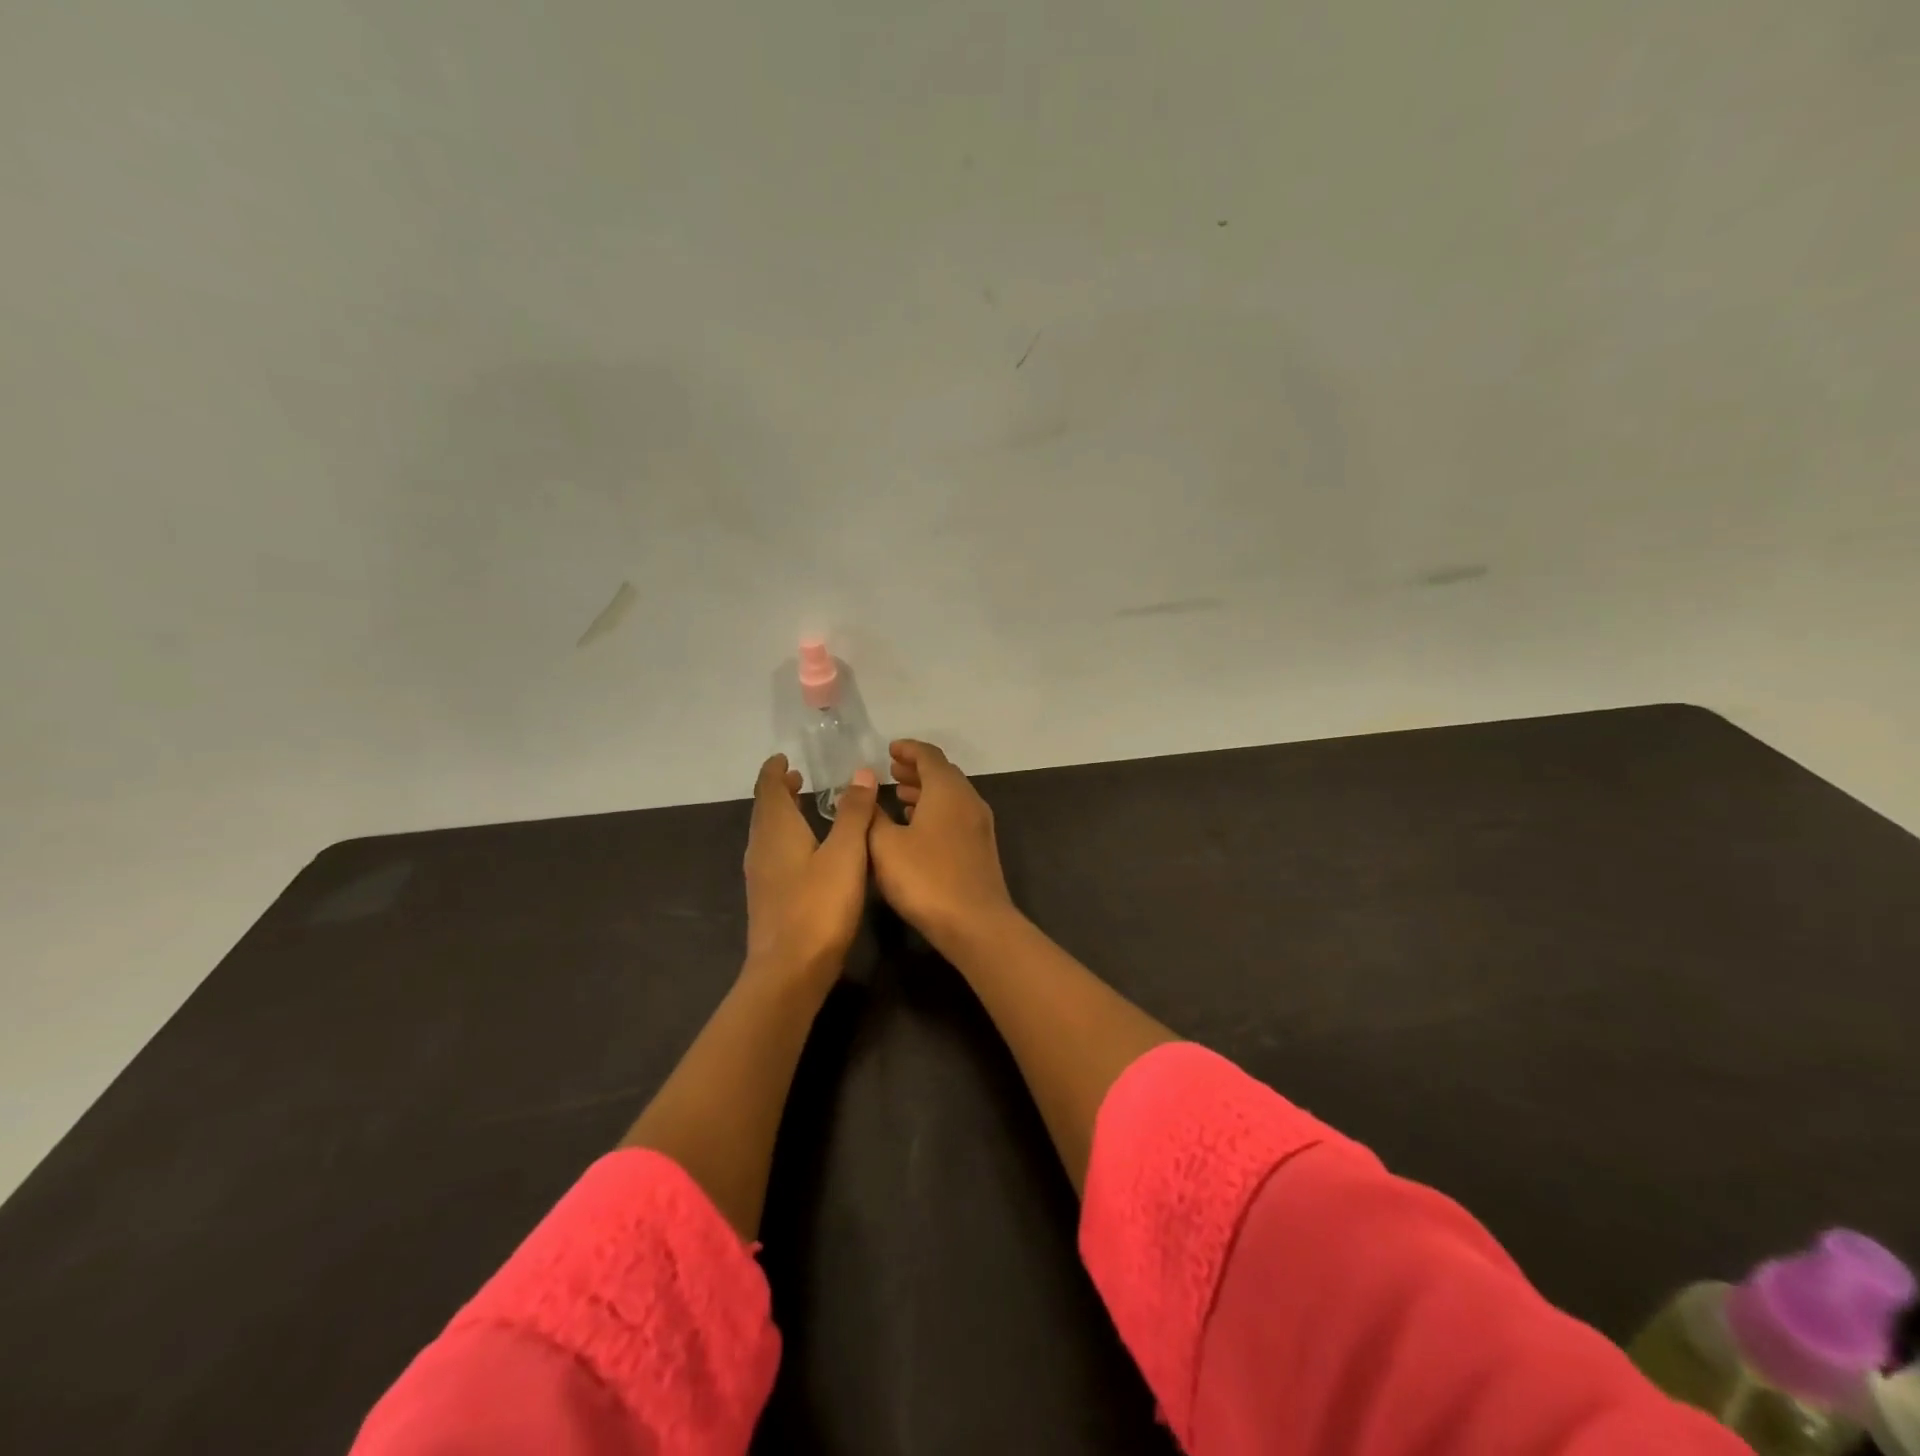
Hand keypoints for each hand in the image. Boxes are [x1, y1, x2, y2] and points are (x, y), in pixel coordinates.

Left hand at [743, 755, 879, 987]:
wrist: (789, 971)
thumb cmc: (819, 906)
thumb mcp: (846, 854)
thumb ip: (853, 813)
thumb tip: (859, 773)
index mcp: (776, 831)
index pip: (768, 789)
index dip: (774, 771)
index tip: (783, 758)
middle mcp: (761, 848)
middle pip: (765, 810)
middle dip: (778, 791)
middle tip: (797, 777)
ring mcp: (761, 876)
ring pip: (768, 834)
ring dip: (782, 815)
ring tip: (803, 807)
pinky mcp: (768, 898)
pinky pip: (773, 855)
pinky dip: (786, 839)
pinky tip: (807, 852)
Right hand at [867, 740, 1018, 954]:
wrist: (976, 924)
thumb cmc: (926, 878)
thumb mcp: (885, 846)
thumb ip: (871, 815)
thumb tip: (861, 790)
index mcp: (947, 790)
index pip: (929, 755)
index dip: (907, 749)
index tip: (889, 750)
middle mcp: (968, 800)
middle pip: (943, 774)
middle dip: (916, 770)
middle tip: (891, 772)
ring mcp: (979, 825)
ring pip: (950, 797)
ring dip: (926, 792)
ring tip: (900, 797)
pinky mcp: (981, 849)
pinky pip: (956, 816)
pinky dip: (936, 812)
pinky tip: (917, 828)